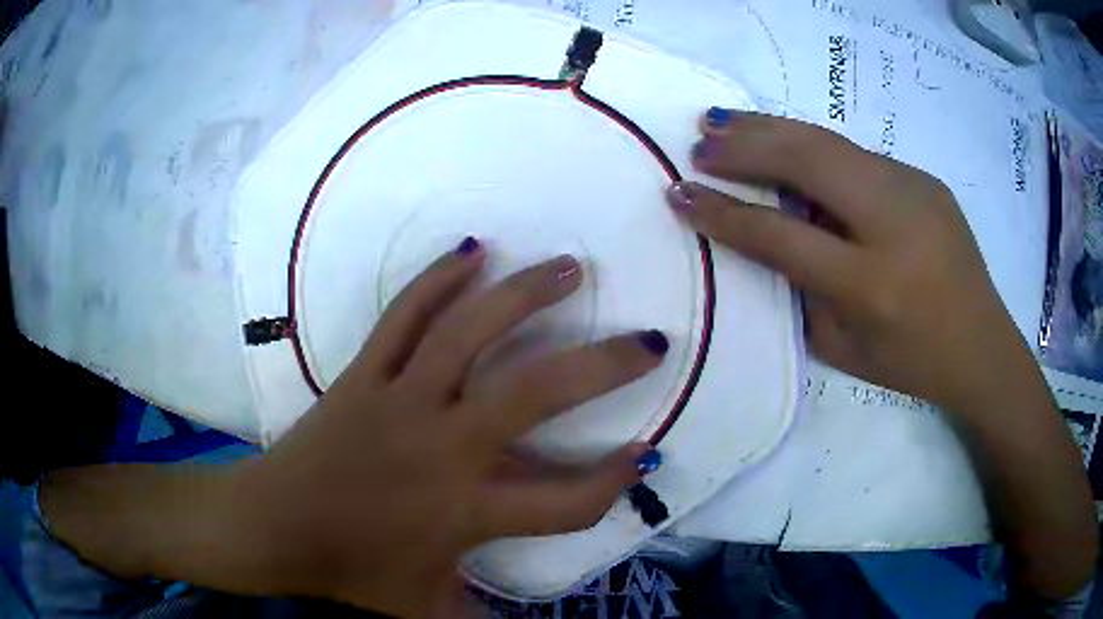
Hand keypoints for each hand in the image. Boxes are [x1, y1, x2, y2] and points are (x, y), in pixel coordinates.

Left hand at [237, 241, 665, 615]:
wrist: (272, 526)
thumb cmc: (350, 571)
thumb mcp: (425, 610)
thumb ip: (482, 618)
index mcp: (465, 512)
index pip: (568, 501)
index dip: (615, 483)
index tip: (645, 454)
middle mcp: (442, 446)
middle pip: (536, 394)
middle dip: (604, 366)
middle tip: (649, 341)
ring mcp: (399, 400)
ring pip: (470, 332)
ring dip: (526, 294)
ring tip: (570, 268)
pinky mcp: (362, 374)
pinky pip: (403, 315)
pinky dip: (438, 278)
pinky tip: (473, 250)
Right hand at [668, 109, 1015, 410]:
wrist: (983, 346)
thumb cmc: (913, 364)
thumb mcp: (845, 348)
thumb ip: (801, 290)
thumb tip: (767, 234)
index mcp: (871, 283)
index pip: (782, 235)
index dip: (725, 213)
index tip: (680, 194)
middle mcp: (894, 222)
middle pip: (807, 162)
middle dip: (744, 147)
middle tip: (699, 141)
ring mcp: (914, 188)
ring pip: (830, 142)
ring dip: (772, 130)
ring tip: (726, 123)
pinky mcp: (922, 177)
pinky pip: (855, 154)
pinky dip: (810, 146)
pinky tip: (787, 148)